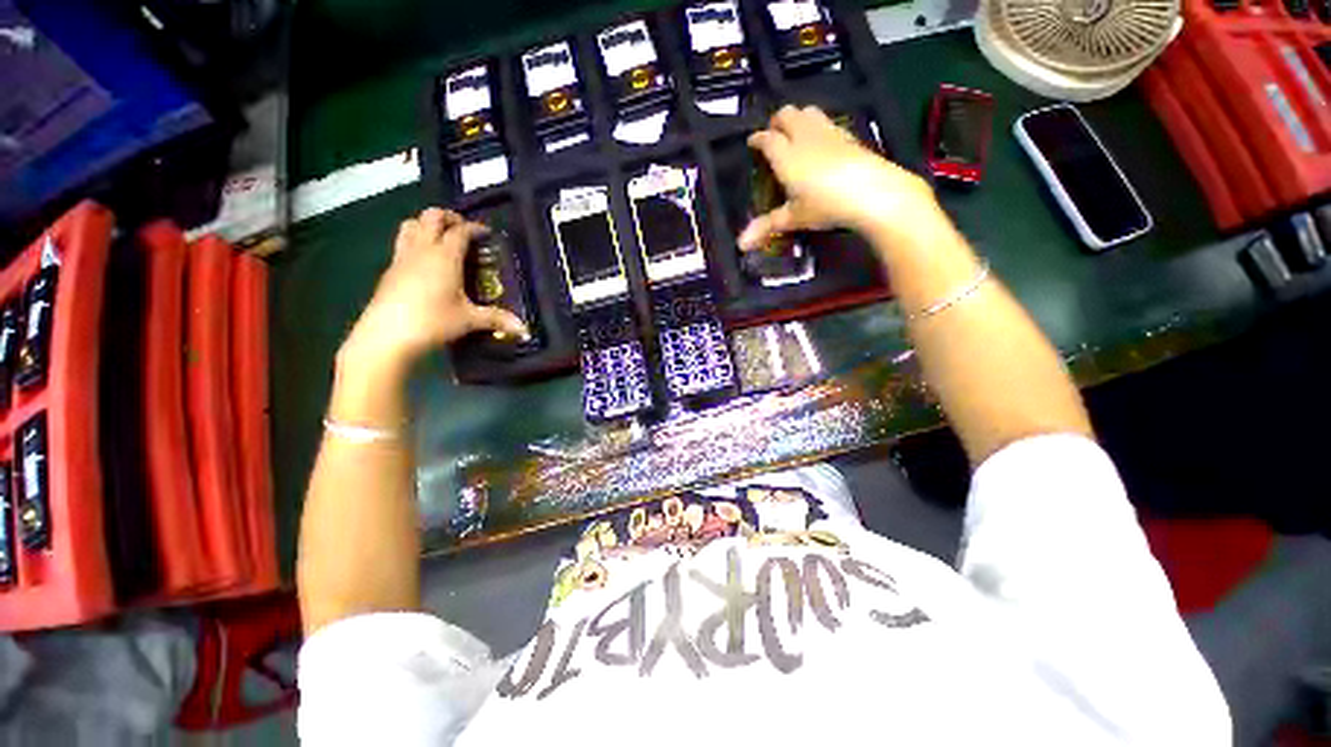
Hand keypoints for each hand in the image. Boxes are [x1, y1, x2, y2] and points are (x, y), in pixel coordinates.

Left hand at [342, 208, 528, 369]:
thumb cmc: (433, 321)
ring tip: (441, 237)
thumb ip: (497, 319)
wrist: (387, 335)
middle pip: (431, 217)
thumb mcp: (469, 320)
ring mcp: (402, 257)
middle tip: (463, 229)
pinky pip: (403, 242)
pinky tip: (425, 260)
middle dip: (448, 217)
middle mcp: (422, 249)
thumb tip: (525, 329)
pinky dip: (416, 240)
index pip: (460, 231)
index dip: (474, 228)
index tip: (486, 232)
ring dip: (426, 224)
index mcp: (445, 256)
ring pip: (411, 225)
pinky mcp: (390, 269)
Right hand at [738, 105, 938, 250]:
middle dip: (777, 121)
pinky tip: (821, 142)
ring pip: (808, 112)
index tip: (752, 142)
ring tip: (795, 134)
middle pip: (787, 114)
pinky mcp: (847, 135)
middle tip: (773, 135)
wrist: (871, 191)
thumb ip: (767, 226)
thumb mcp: (793, 218)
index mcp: (786, 155)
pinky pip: (827, 121)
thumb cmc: (825, 205)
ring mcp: (828, 132)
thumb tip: (740, 245)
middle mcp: (804, 137)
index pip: (767, 139)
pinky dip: (817, 125)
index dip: (757, 139)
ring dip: (798, 118)